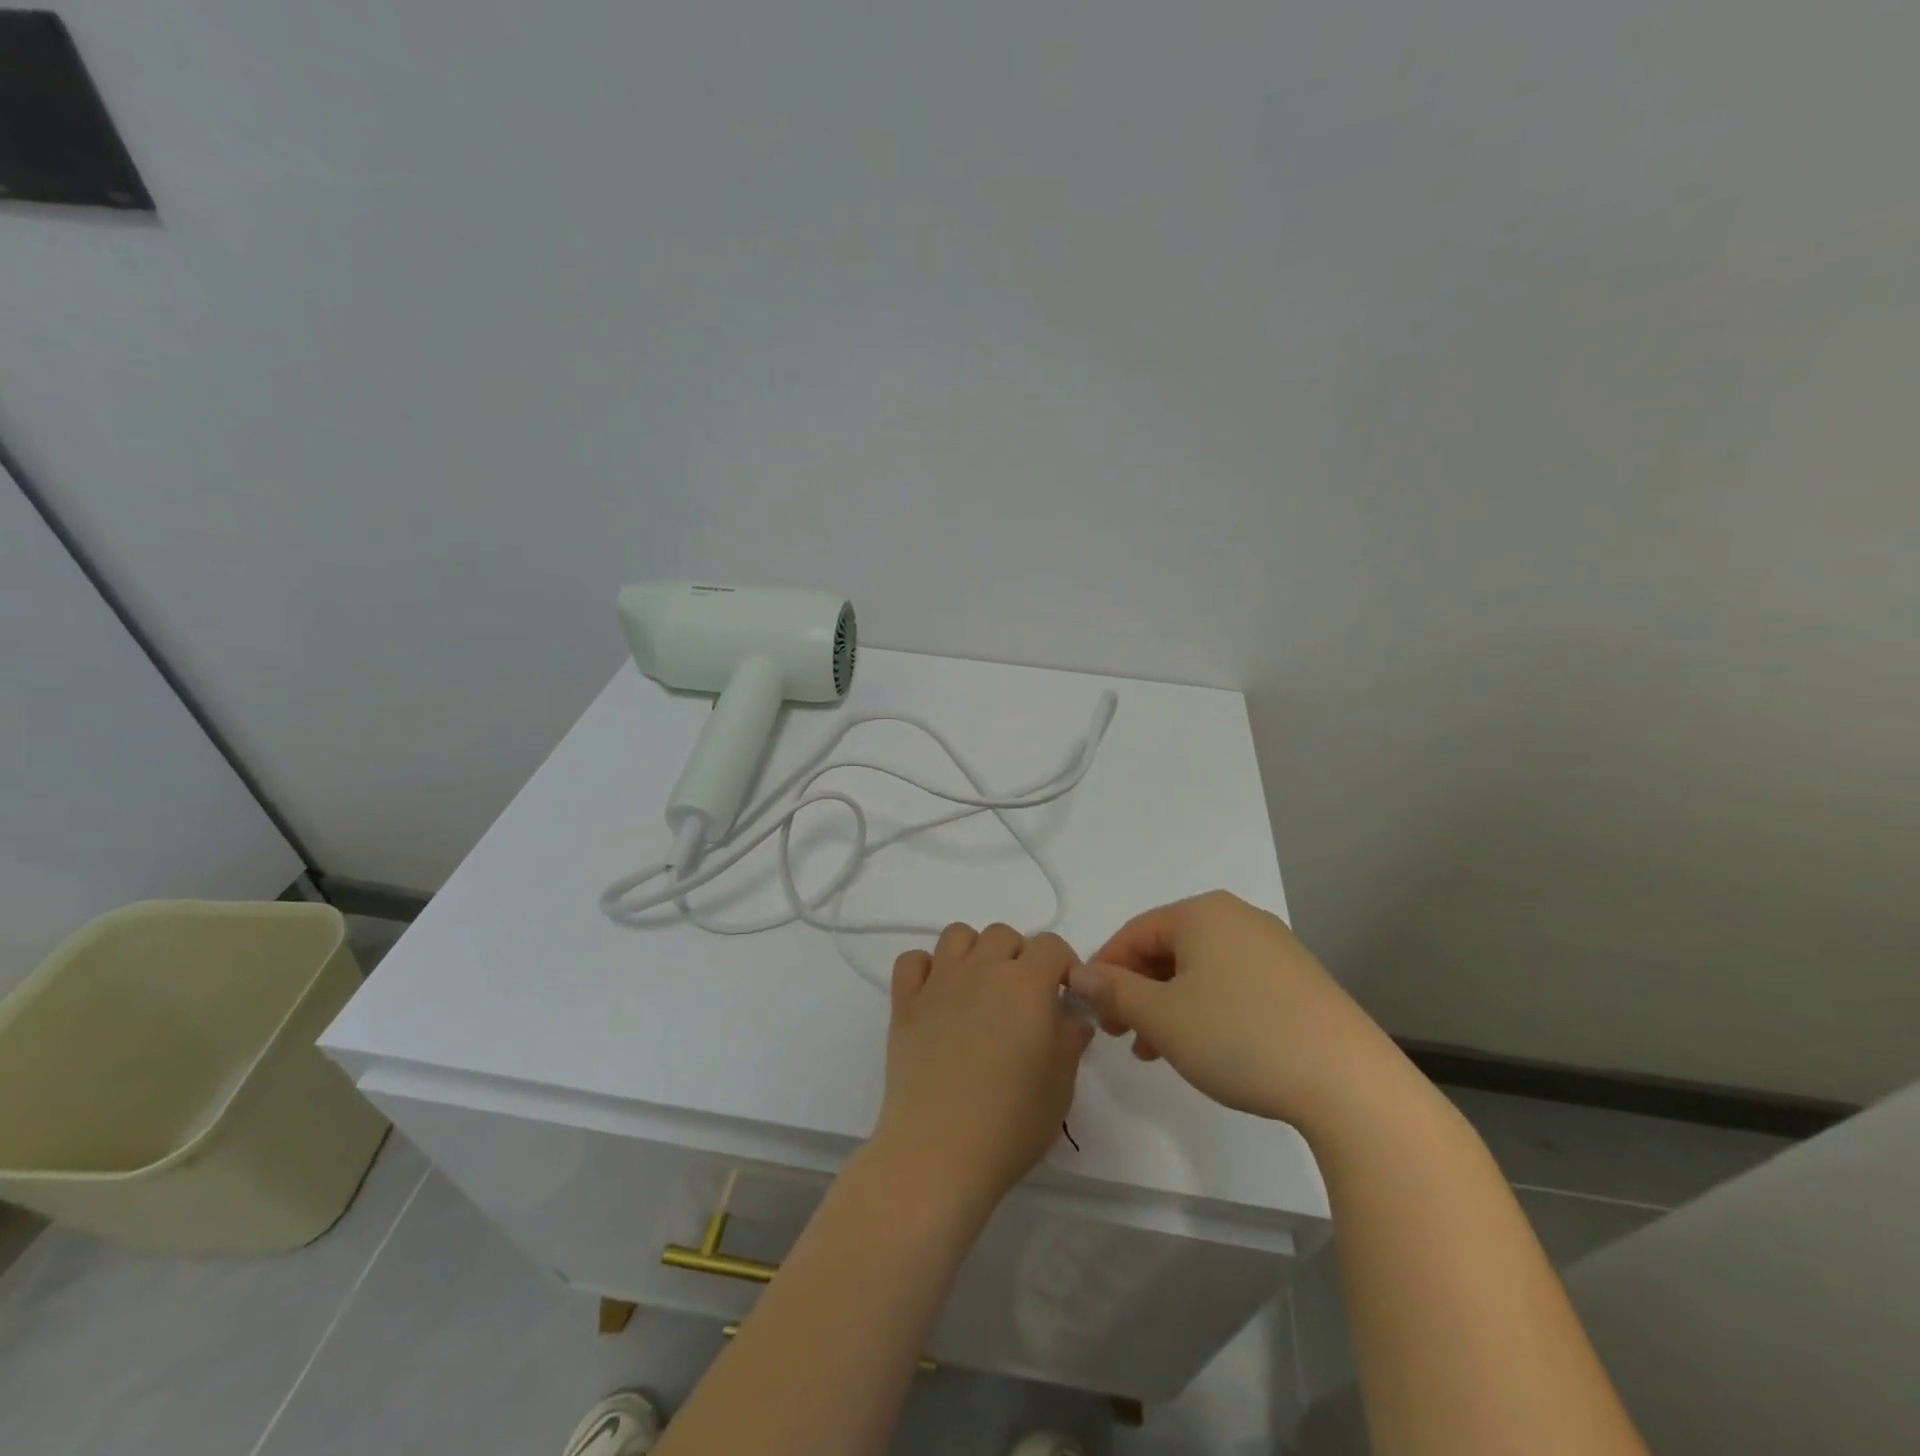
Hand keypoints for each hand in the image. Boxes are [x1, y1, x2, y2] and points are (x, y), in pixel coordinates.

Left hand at [873, 923, 1093, 1210]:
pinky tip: (936, 996)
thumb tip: (1073, 1015)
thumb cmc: (1011, 1123)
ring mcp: (939, 982)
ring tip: (980, 989)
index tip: (1063, 996)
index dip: (1063, 965)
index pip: (1052, 945)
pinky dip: (925, 968)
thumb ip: (1070, 1039)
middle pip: (1003, 934)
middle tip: (1021, 998)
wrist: (938, 1152)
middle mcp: (982, 969)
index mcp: (1026, 984)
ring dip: (974, 952)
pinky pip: (912, 960)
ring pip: (958, 935)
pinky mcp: (905, 1002)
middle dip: (1019, 957)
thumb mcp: (1061, 1086)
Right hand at [1068, 891, 1403, 1131]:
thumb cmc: (1240, 1036)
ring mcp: (1274, 947)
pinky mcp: (1298, 980)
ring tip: (1157, 1051)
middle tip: (1122, 1035)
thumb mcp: (1162, 1016)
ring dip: (1169, 1005)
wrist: (1349, 1083)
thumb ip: (1113, 990)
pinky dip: (1206, 1010)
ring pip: (1200, 970)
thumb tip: (1076, 973)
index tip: (1092, 1012)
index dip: (1105, 971)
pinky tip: (1205, 1048)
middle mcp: (1238, 917)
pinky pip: (1233, 984)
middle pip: (1167, 949)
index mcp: (1202, 912)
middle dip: (1138, 991)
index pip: (1134, 932)